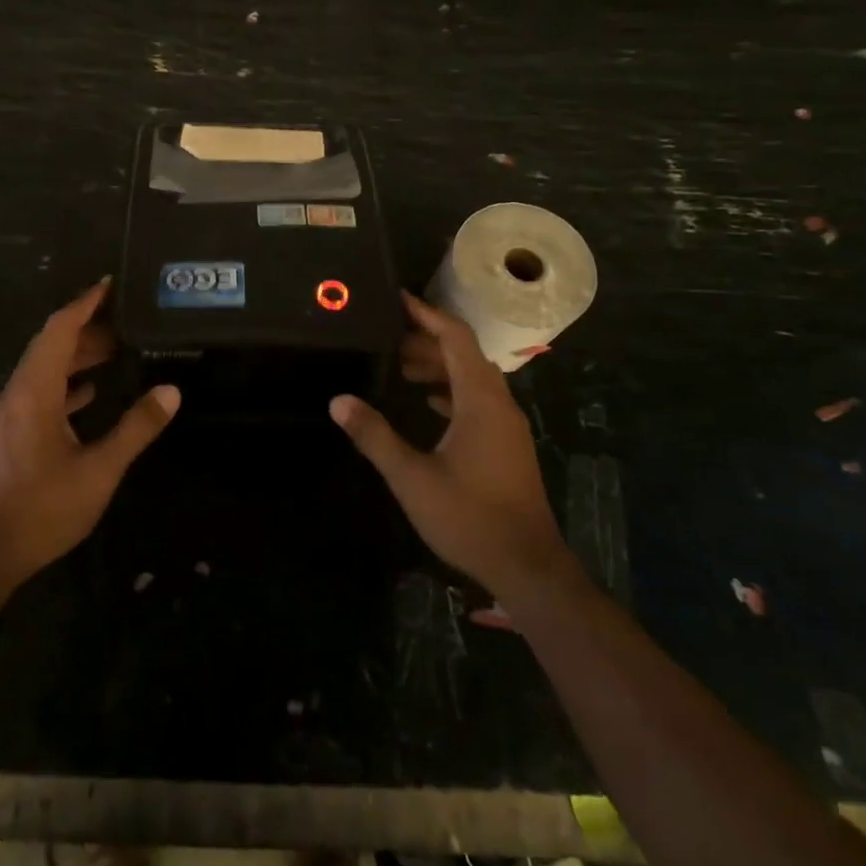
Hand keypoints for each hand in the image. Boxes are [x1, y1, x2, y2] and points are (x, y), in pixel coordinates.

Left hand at [0, 280, 179, 586]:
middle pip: (51, 344)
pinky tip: (88, 392)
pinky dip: (65, 382)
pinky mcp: (10, 433)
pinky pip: (39, 392)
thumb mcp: (99, 470)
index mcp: (34, 391)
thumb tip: (171, 391)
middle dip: (87, 328)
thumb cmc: (42, 509)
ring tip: (116, 350)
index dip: (85, 303)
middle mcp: (17, 393)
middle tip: (127, 321)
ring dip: (77, 356)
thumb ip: (136, 428)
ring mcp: (10, 414)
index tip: (112, 284)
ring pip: (45, 369)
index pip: (59, 329)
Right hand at [330, 291, 571, 596]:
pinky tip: (429, 403)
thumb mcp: (412, 476)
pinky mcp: (507, 444)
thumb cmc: (469, 517)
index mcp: (480, 401)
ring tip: (400, 366)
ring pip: (473, 378)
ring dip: (440, 366)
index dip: (427, 315)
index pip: (456, 338)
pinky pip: (479, 400)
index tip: (397, 300)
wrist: (527, 566)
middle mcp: (499, 404)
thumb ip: (374, 436)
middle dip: (427, 340)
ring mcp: (507, 425)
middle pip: (465, 354)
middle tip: (387, 338)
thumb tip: (338, 401)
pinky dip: (452, 390)